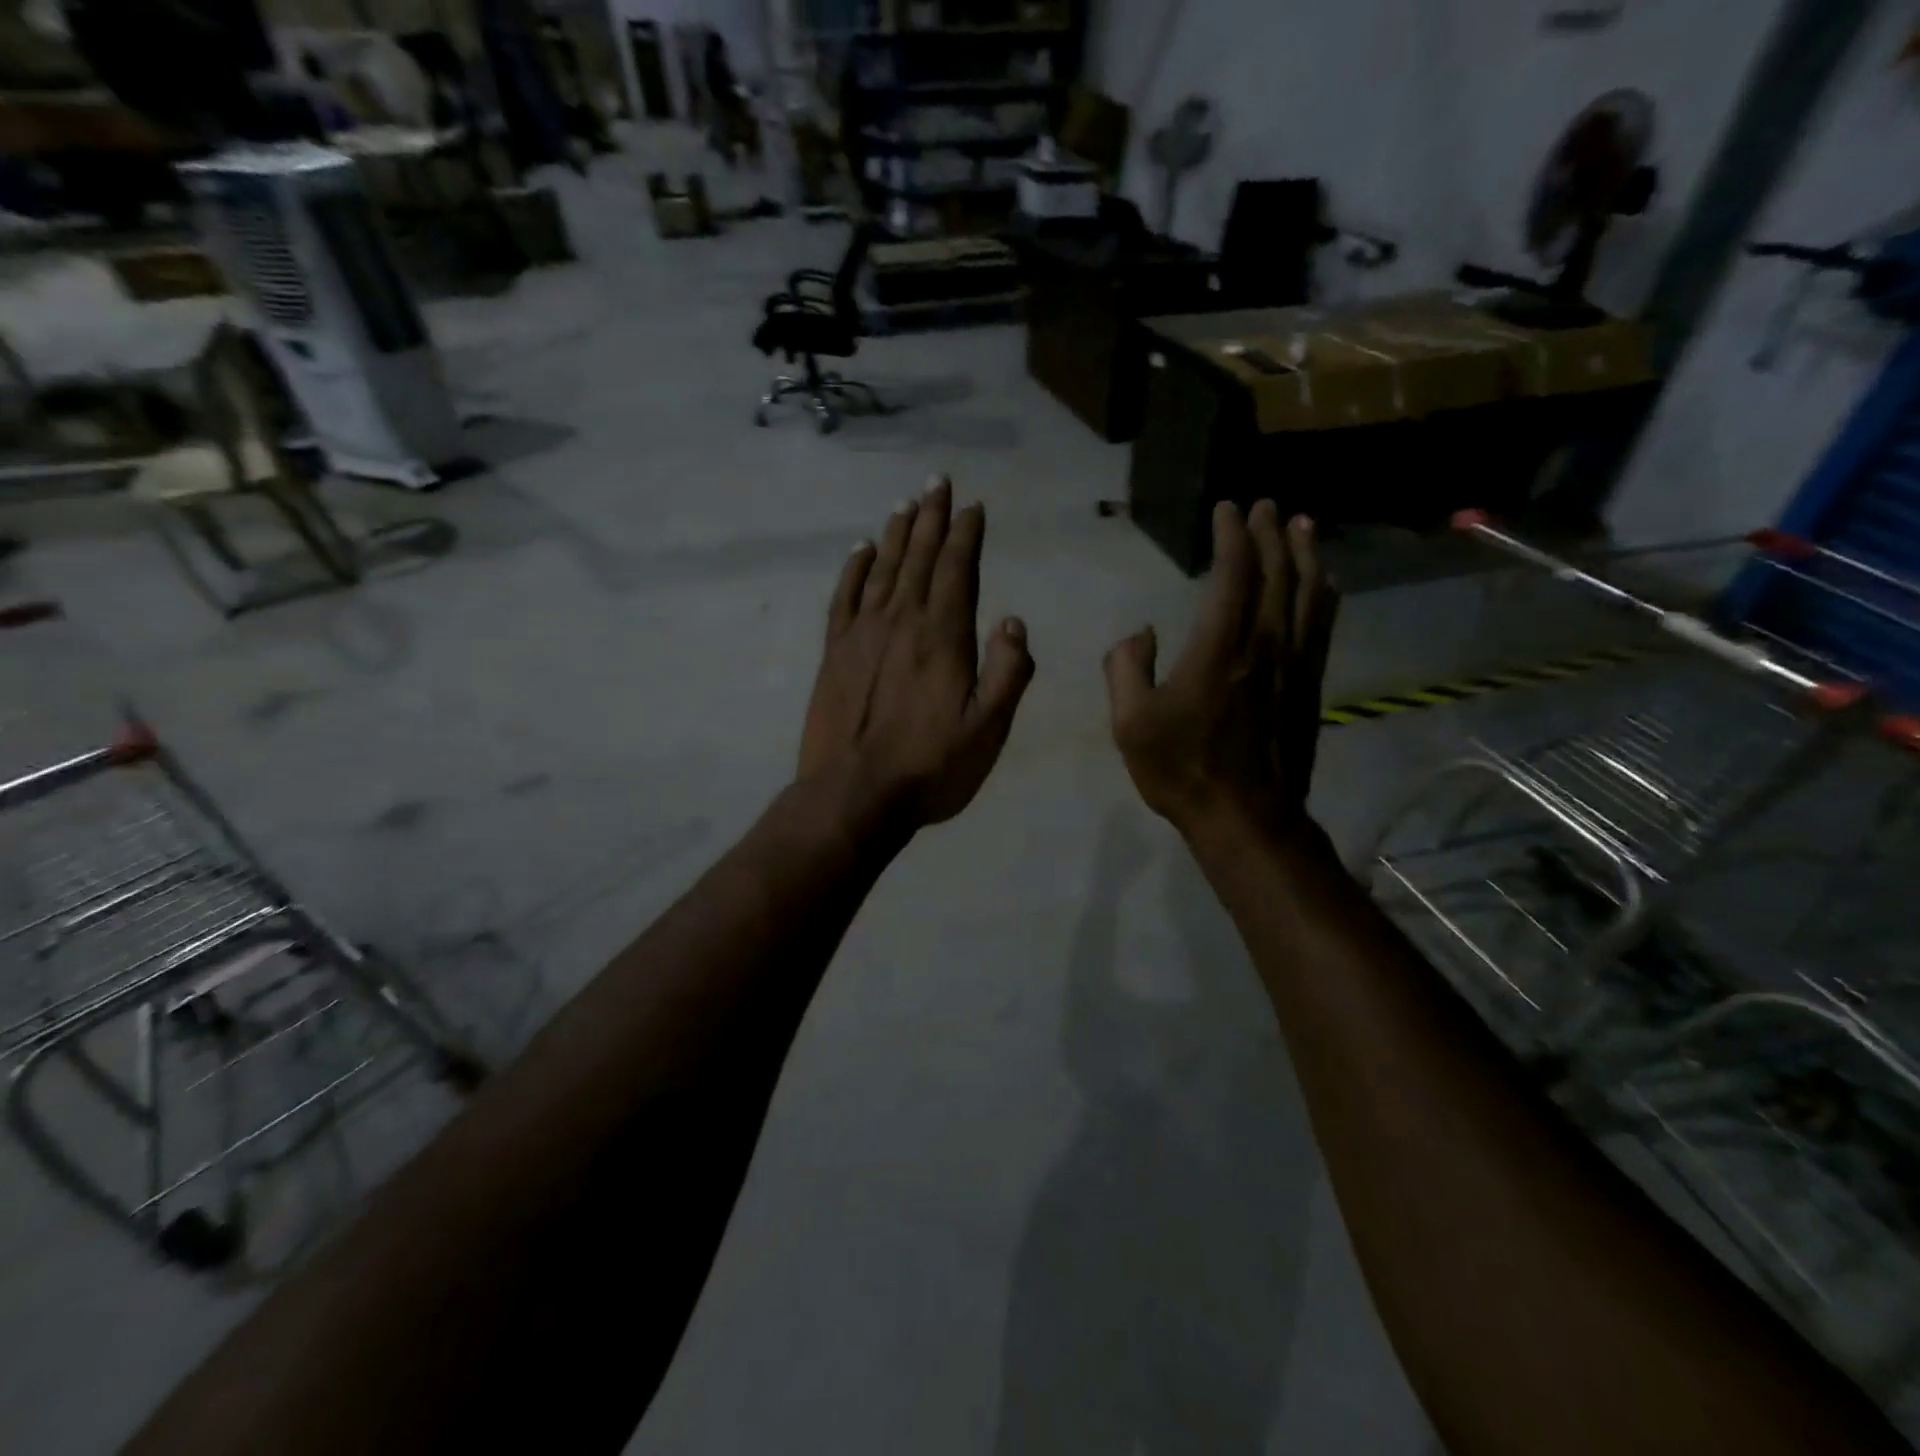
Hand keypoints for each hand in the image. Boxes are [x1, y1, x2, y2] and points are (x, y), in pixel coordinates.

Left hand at [799, 477, 1034, 832]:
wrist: (854, 795)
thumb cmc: (930, 768)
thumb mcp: (989, 730)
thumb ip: (1008, 672)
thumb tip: (1014, 621)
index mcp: (943, 636)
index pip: (957, 569)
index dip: (966, 534)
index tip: (972, 506)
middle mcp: (901, 621)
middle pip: (918, 557)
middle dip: (931, 517)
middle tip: (937, 481)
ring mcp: (862, 633)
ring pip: (882, 568)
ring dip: (896, 533)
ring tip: (905, 504)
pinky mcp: (834, 651)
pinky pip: (844, 596)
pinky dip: (854, 568)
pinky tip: (860, 549)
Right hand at [1103, 501, 1338, 838]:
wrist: (1246, 818)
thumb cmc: (1182, 769)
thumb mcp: (1130, 723)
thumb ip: (1125, 669)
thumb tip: (1140, 633)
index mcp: (1218, 648)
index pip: (1233, 575)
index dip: (1232, 537)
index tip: (1227, 510)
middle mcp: (1264, 645)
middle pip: (1276, 574)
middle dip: (1270, 534)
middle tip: (1266, 506)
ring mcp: (1293, 665)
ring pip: (1308, 595)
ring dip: (1305, 555)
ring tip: (1302, 526)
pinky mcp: (1308, 686)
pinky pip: (1322, 627)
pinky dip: (1325, 595)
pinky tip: (1326, 583)